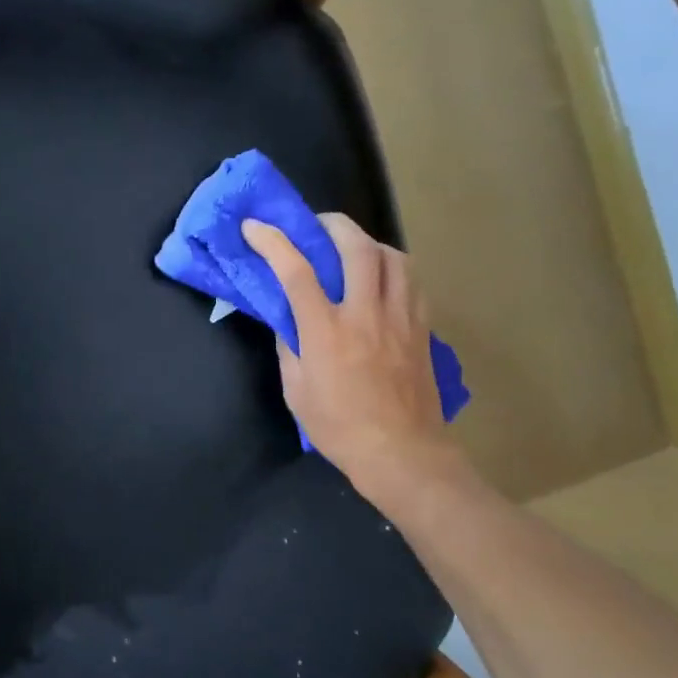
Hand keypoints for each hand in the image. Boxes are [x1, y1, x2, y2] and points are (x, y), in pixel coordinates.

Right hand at [242, 213, 466, 504]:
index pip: (296, 271)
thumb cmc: (339, 428)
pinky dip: (394, 268)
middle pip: (356, 247)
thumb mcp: (296, 391)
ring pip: (393, 257)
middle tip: (317, 225)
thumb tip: (288, 321)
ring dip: (369, 242)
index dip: (272, 242)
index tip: (255, 227)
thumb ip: (289, 348)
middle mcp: (366, 314)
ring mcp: (400, 318)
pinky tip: (384, 278)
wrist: (402, 453)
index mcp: (326, 331)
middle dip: (333, 224)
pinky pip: (412, 282)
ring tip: (354, 247)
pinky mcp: (422, 328)